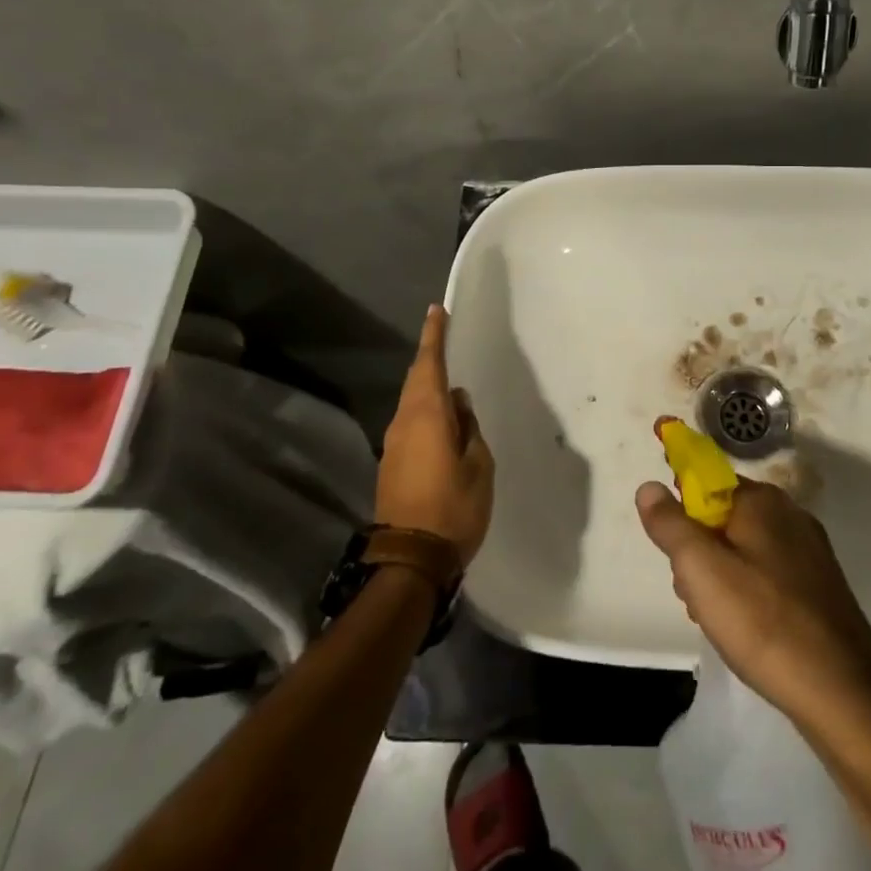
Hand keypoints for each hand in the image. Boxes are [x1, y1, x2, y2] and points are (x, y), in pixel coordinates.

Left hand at [375, 306, 494, 565]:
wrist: (410, 560)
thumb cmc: (454, 508)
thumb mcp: (478, 465)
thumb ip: (469, 428)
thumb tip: (458, 402)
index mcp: (426, 415)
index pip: (429, 363)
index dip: (433, 335)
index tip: (436, 310)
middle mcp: (404, 422)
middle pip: (416, 380)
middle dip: (430, 357)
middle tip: (445, 338)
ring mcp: (394, 444)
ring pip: (411, 402)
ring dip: (428, 386)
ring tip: (450, 382)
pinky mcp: (391, 464)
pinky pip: (410, 423)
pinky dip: (425, 411)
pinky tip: (442, 420)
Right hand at [636, 478, 870, 728]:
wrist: (844, 694)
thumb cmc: (764, 623)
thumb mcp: (702, 571)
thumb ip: (671, 525)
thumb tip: (649, 486)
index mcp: (761, 500)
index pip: (707, 473)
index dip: (679, 479)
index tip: (660, 494)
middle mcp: (788, 514)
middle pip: (722, 513)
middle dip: (696, 543)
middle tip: (687, 586)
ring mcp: (808, 550)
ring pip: (743, 545)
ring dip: (718, 571)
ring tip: (713, 616)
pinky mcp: (819, 585)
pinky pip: (766, 570)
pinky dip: (745, 587)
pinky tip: (743, 627)